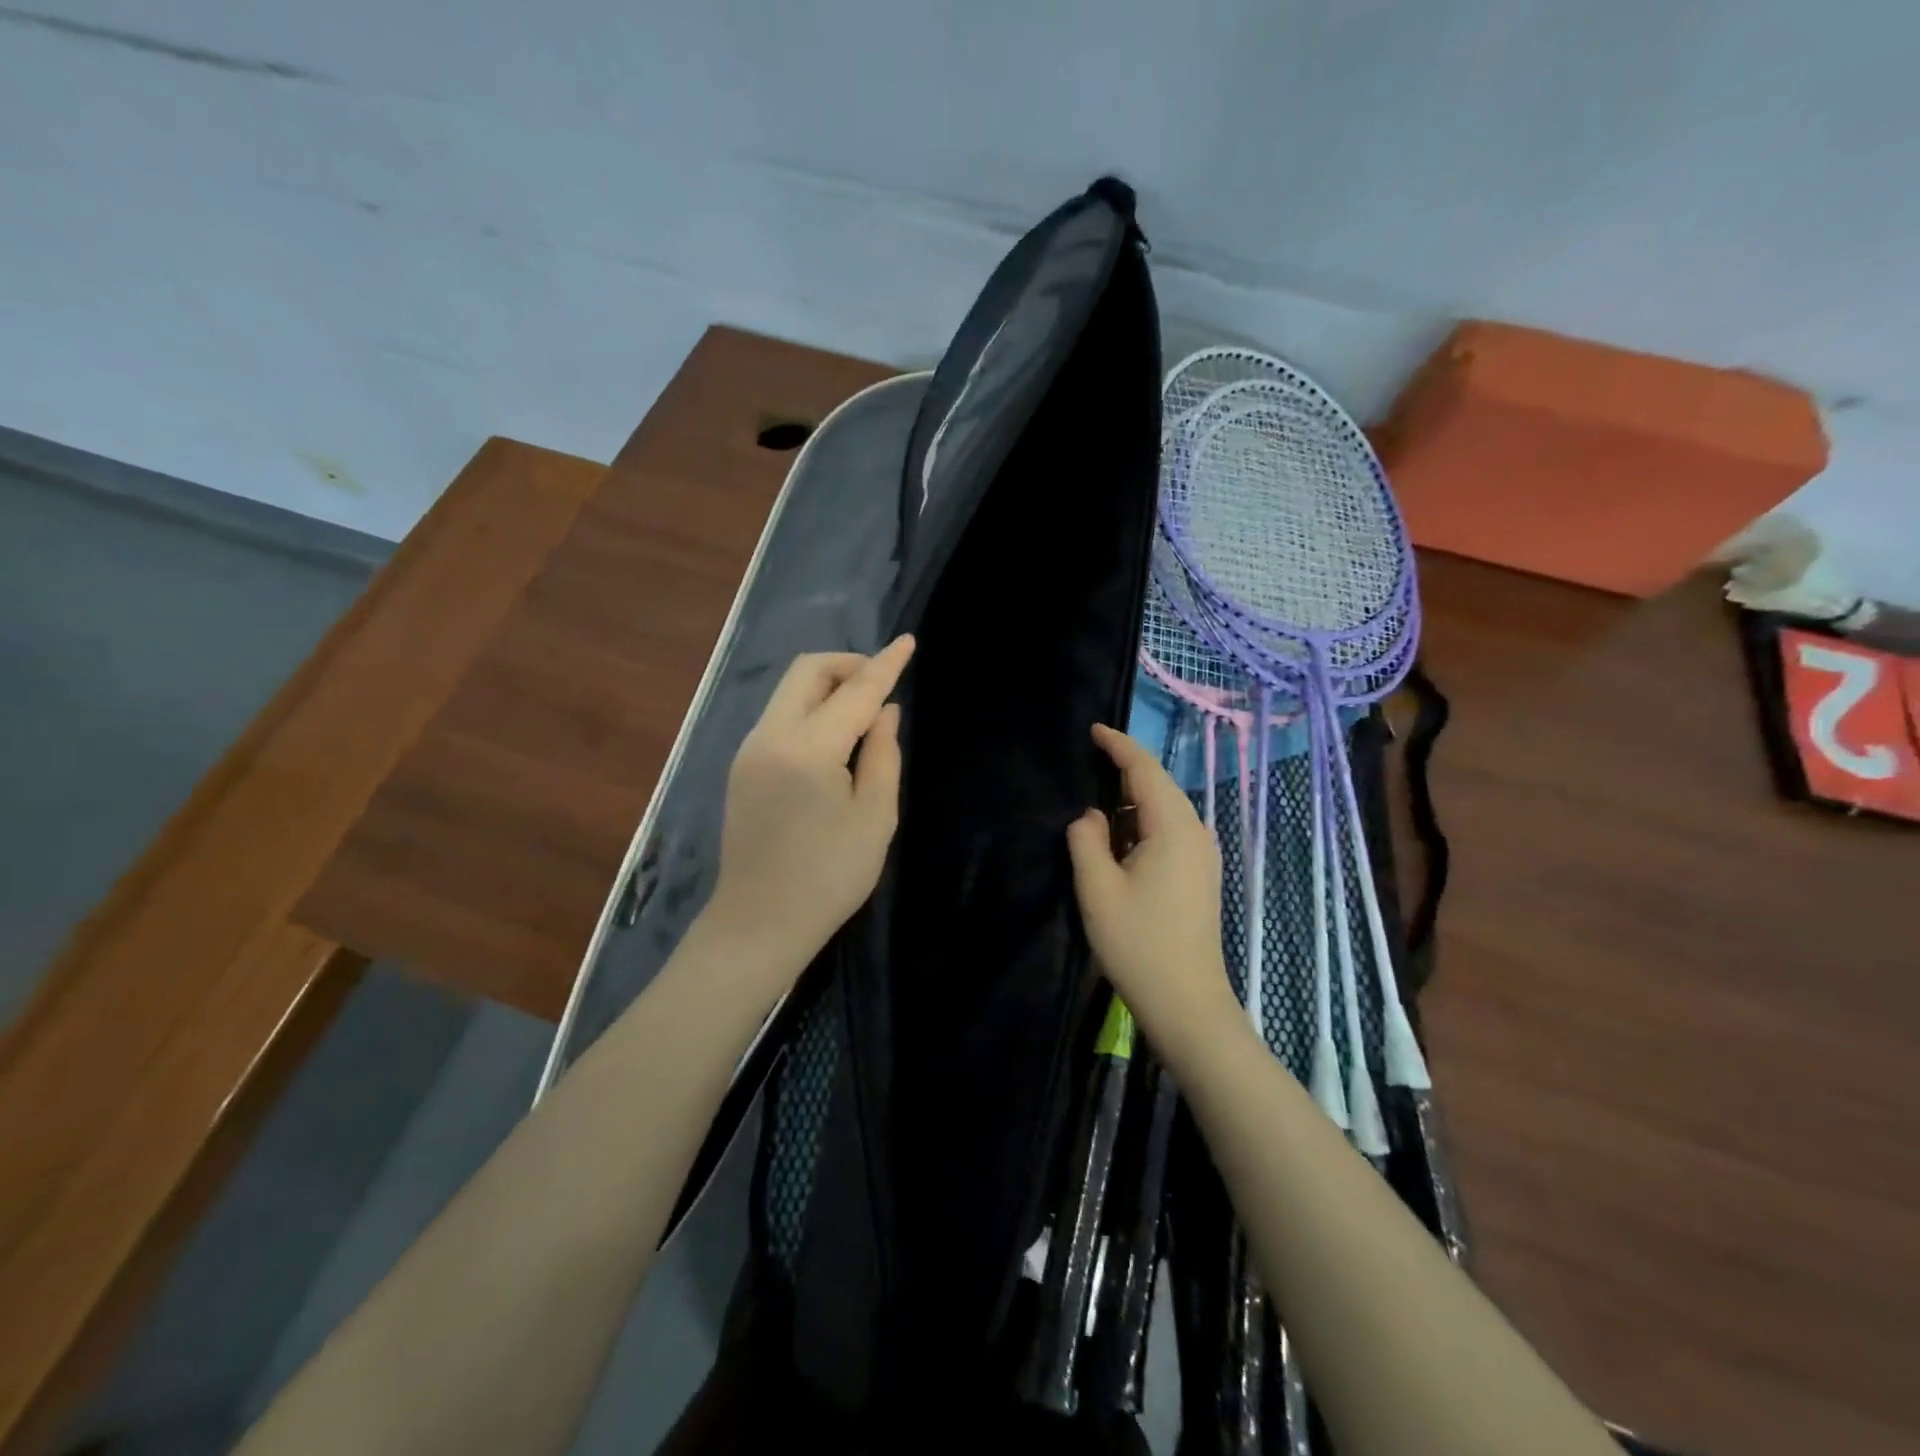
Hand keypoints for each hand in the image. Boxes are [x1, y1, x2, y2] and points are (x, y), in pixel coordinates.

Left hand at [705, 637, 914, 974]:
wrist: (759, 923)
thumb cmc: (829, 877)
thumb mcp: (875, 817)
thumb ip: (882, 754)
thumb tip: (884, 711)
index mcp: (808, 750)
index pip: (854, 691)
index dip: (885, 665)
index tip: (908, 642)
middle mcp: (770, 737)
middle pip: (807, 671)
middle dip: (848, 665)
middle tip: (882, 685)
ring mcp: (749, 749)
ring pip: (789, 691)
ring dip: (828, 686)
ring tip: (863, 712)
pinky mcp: (742, 766)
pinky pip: (780, 715)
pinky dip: (811, 709)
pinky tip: (834, 738)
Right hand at [1066, 723, 1241, 1059]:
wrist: (1187, 1002)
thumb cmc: (1139, 944)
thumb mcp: (1097, 889)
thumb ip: (1086, 839)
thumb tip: (1090, 816)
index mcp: (1174, 828)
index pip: (1145, 770)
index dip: (1119, 745)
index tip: (1092, 730)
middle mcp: (1196, 832)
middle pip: (1158, 786)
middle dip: (1124, 769)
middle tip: (1086, 761)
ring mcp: (1202, 855)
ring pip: (1164, 810)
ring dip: (1131, 801)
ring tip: (1094, 800)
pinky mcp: (1199, 875)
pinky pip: (1168, 832)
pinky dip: (1141, 823)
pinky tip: (1117, 838)